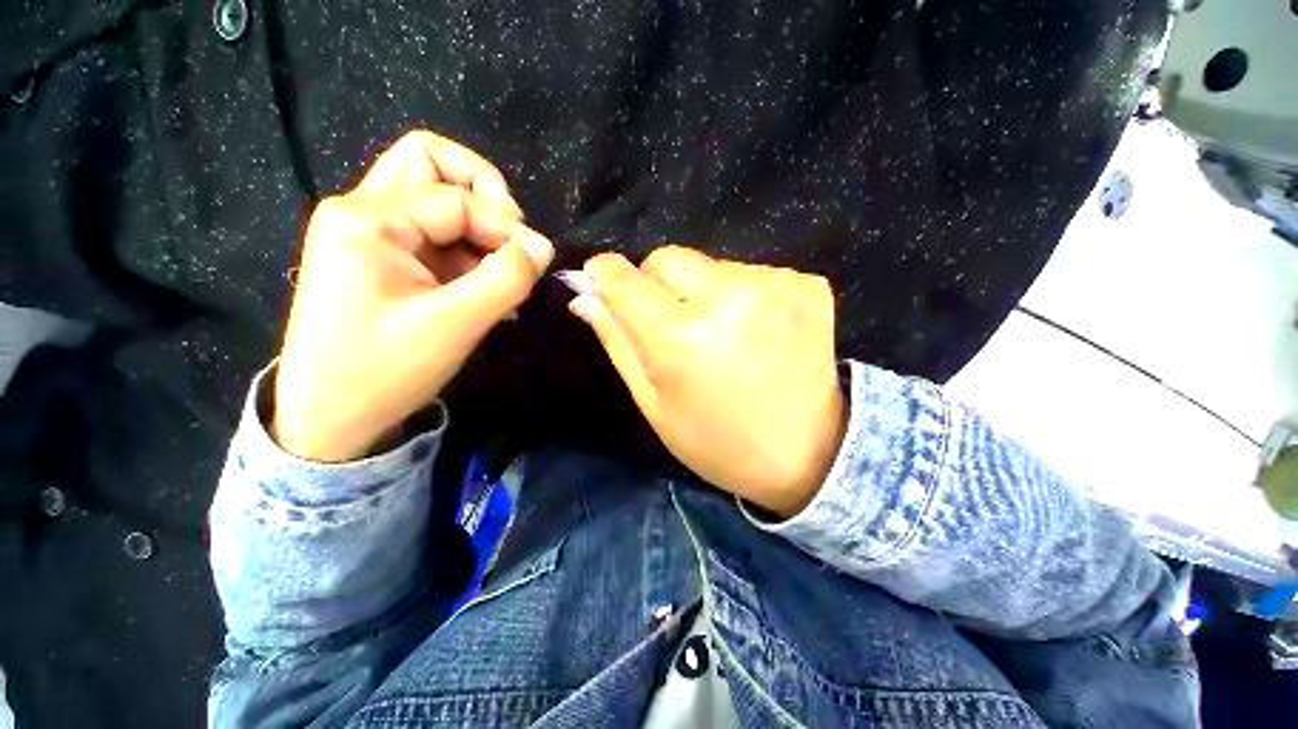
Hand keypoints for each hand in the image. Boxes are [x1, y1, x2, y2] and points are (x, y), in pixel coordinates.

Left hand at [273, 131, 554, 461]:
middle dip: (483, 194)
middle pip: (429, 163)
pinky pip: (435, 236)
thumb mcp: (454, 325)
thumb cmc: (382, 372)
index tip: (538, 260)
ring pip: (435, 198)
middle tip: (511, 237)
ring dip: (479, 228)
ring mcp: (371, 235)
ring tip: (503, 273)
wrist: (329, 419)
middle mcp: (363, 212)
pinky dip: (468, 253)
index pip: (455, 197)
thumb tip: (542, 247)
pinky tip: (487, 289)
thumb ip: (505, 279)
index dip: (505, 224)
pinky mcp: (384, 260)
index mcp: (367, 219)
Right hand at [570, 247, 845, 517]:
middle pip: (667, 257)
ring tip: (720, 334)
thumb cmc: (717, 440)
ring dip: (701, 291)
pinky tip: (754, 330)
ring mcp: (776, 286)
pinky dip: (740, 294)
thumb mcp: (654, 402)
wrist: (808, 454)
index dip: (605, 273)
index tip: (598, 277)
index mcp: (683, 339)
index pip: (626, 279)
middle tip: (671, 322)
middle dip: (655, 282)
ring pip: (709, 265)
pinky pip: (749, 272)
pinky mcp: (808, 284)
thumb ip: (617, 342)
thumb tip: (584, 296)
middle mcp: (729, 299)